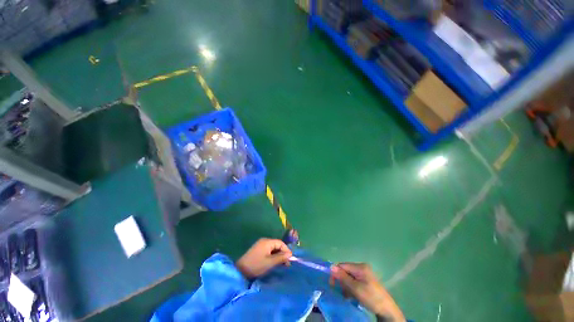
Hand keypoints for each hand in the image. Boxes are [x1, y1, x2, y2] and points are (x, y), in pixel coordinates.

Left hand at [236, 238, 292, 278]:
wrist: (240, 270)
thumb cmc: (256, 265)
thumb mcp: (269, 262)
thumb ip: (280, 257)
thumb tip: (290, 254)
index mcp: (267, 242)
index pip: (280, 243)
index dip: (286, 250)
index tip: (290, 259)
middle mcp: (264, 241)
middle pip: (277, 245)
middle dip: (282, 253)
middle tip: (287, 264)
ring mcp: (261, 245)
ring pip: (273, 248)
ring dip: (278, 255)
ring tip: (282, 264)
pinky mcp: (258, 250)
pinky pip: (269, 251)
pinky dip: (273, 256)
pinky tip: (274, 263)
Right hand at [330, 263, 404, 320]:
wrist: (387, 310)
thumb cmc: (371, 297)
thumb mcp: (355, 288)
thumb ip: (343, 277)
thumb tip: (331, 267)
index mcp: (360, 267)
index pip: (342, 265)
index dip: (336, 273)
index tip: (332, 284)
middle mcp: (361, 267)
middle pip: (345, 270)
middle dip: (341, 281)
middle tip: (341, 292)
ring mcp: (364, 274)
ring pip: (348, 277)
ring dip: (346, 286)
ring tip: (347, 295)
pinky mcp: (365, 280)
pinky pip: (353, 281)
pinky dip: (350, 288)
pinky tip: (351, 295)